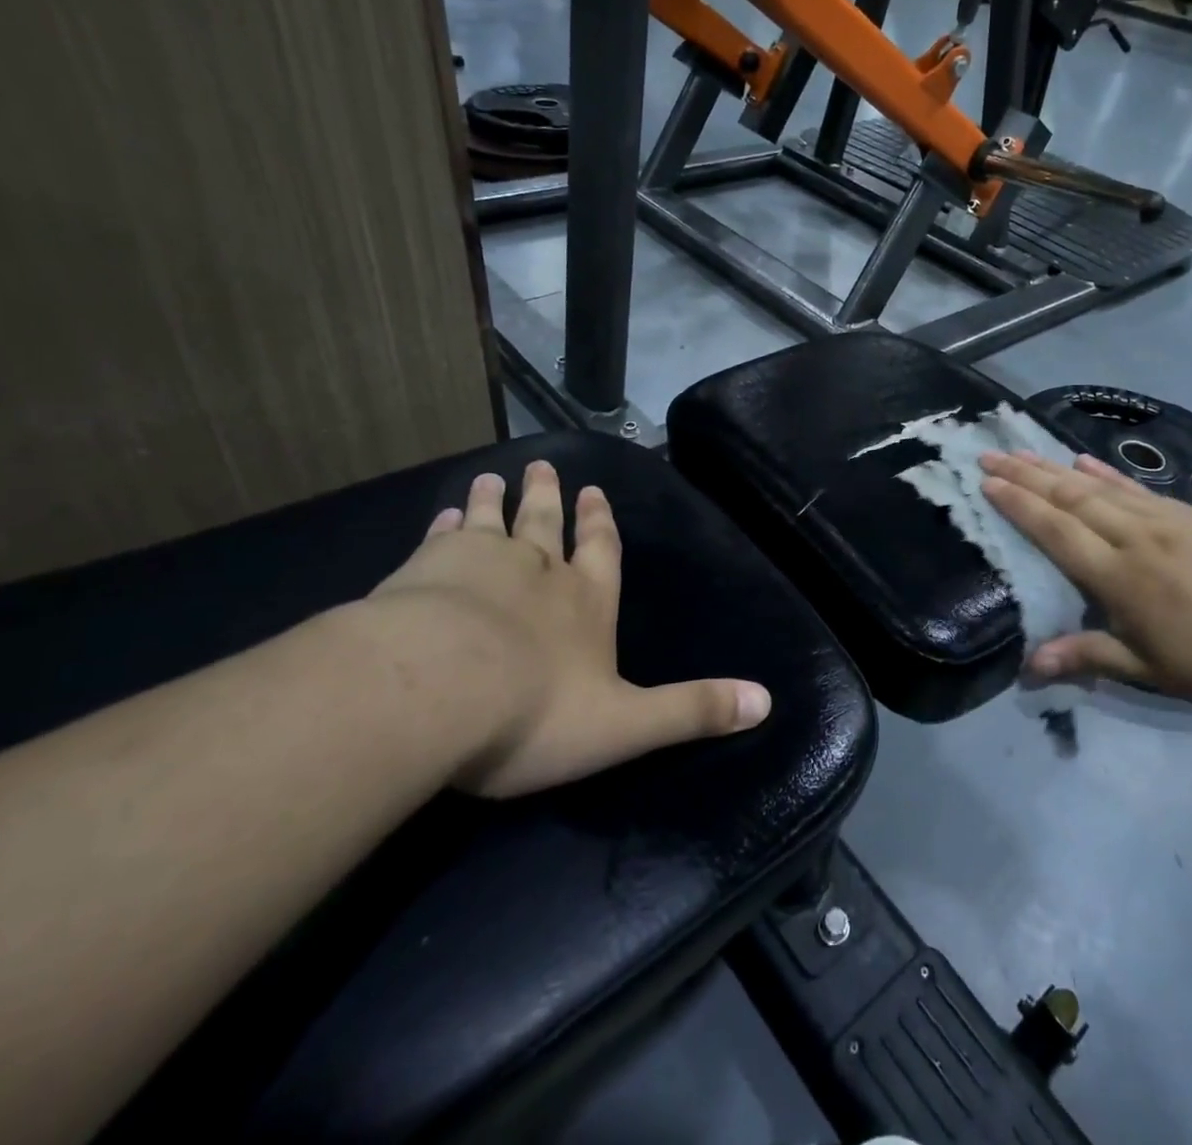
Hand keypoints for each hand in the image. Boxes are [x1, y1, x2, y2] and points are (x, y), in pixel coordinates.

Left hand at [369, 462, 770, 797]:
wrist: (433, 692)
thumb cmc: (534, 712)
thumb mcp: (626, 725)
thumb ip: (692, 711)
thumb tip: (766, 702)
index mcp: (587, 601)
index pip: (601, 551)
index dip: (600, 523)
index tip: (594, 491)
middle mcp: (539, 571)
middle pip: (545, 523)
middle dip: (548, 497)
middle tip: (545, 466)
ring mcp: (479, 564)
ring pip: (492, 521)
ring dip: (494, 500)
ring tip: (492, 478)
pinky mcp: (425, 570)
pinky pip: (440, 538)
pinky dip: (445, 524)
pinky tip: (441, 516)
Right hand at [979, 451, 1191, 721]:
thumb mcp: (1156, 673)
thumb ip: (1090, 656)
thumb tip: (1028, 666)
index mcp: (1123, 579)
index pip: (1057, 532)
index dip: (1019, 506)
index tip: (986, 482)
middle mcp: (1138, 539)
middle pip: (1072, 498)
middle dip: (1026, 475)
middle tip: (989, 452)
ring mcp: (1169, 521)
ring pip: (1100, 487)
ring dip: (1056, 467)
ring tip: (1023, 451)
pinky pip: (1138, 489)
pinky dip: (1106, 473)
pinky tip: (1086, 461)